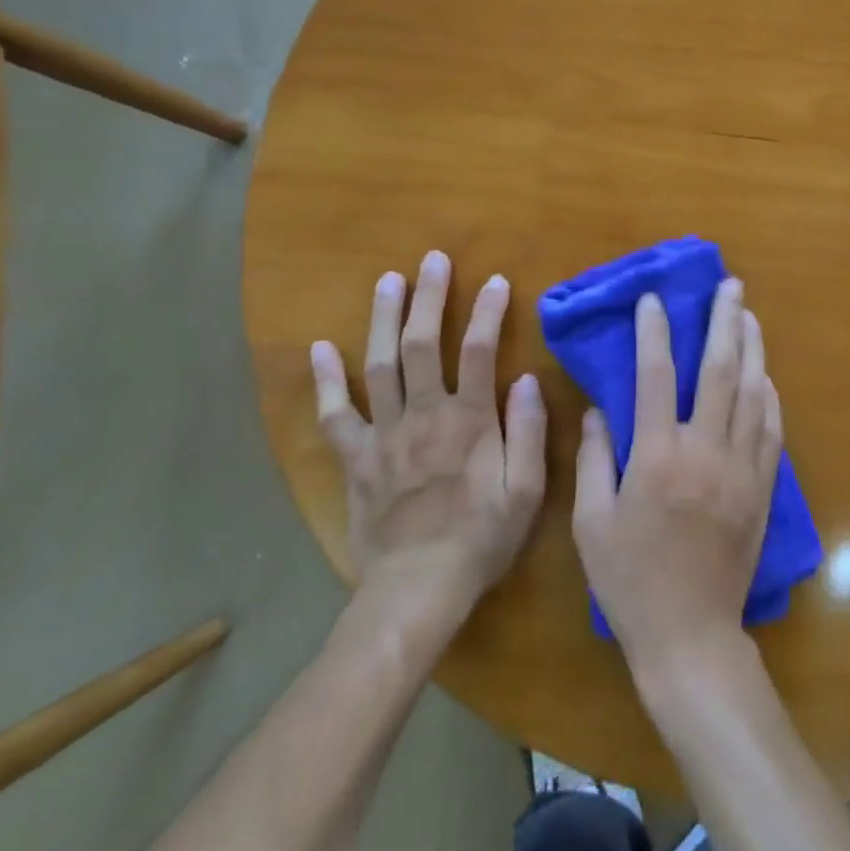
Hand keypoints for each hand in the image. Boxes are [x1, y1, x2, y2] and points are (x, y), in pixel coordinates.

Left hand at [311, 252, 545, 628]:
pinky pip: (336, 414)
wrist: (417, 590)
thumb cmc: (481, 539)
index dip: (487, 312)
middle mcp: (424, 415)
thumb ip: (529, 432)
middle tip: (431, 260)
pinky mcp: (356, 459)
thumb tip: (527, 379)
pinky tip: (321, 348)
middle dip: (428, 298)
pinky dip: (327, 380)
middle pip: (422, 344)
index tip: (494, 280)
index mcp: (469, 421)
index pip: (478, 351)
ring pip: (379, 365)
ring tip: (386, 280)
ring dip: (383, 319)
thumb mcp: (526, 491)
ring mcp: (384, 434)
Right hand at [573, 279, 782, 676]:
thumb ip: (593, 460)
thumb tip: (599, 409)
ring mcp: (740, 468)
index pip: (656, 377)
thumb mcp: (592, 523)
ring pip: (751, 392)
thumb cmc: (630, 581)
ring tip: (748, 314)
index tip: (654, 300)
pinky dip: (768, 395)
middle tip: (729, 285)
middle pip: (719, 370)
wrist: (689, 636)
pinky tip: (765, 375)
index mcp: (657, 457)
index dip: (654, 332)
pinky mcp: (761, 487)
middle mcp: (704, 451)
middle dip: (723, 321)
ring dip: (751, 347)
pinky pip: (770, 429)